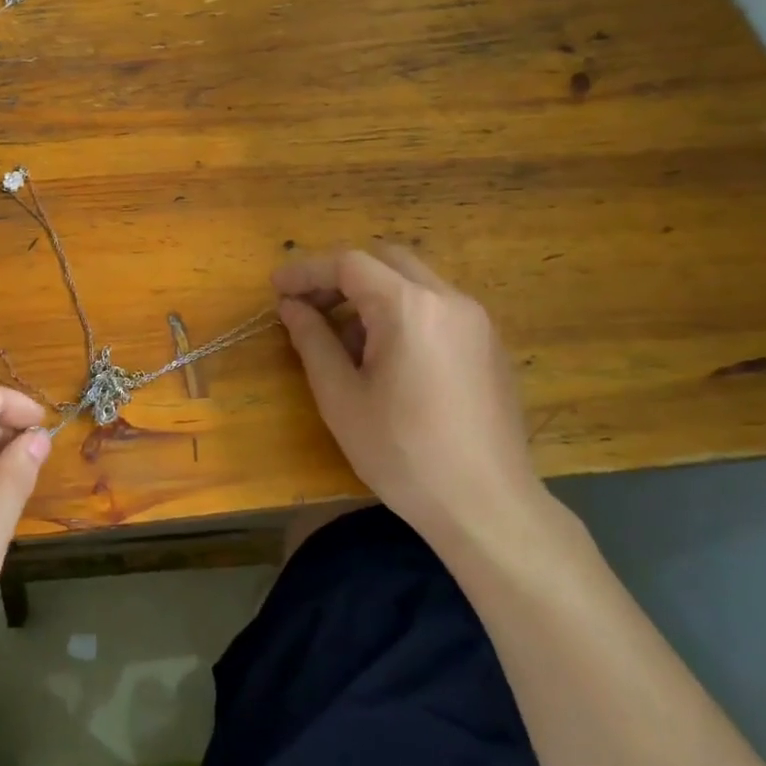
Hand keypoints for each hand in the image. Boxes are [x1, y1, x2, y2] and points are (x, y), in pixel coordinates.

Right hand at [273, 247, 552, 556]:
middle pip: (386, 261)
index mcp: (410, 308)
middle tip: (308, 308)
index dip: (307, 272)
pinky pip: (437, 307)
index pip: (349, 264)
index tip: (276, 290)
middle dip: (341, 277)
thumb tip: (291, 307)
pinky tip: (385, 358)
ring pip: (414, 282)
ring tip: (343, 341)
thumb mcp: (341, 398)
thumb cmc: (402, 453)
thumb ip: (312, 341)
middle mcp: (449, 300)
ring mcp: (477, 320)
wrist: (486, 505)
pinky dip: (402, 312)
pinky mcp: (489, 344)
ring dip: (372, 295)